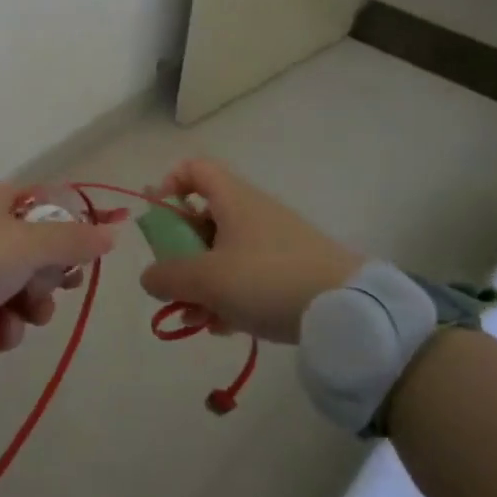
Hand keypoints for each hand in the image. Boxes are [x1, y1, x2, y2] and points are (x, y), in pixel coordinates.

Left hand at [0, 184, 117, 360]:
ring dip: (29, 307)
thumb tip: (113, 232)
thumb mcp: (27, 243)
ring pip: (19, 290)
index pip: (42, 207)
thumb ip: (73, 239)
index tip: (84, 254)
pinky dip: (2, 327)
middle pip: (35, 253)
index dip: (67, 229)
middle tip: (54, 289)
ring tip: (25, 316)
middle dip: (48, 278)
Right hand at [141, 159, 359, 343]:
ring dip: (202, 282)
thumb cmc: (267, 280)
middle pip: (204, 218)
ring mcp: (274, 242)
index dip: (170, 184)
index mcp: (233, 199)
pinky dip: (229, 295)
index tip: (158, 216)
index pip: (194, 169)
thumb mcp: (207, 279)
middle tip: (170, 282)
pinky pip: (248, 275)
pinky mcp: (292, 271)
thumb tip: (149, 276)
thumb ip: (169, 276)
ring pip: (224, 253)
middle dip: (181, 252)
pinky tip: (223, 327)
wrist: (347, 309)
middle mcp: (253, 212)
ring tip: (192, 317)